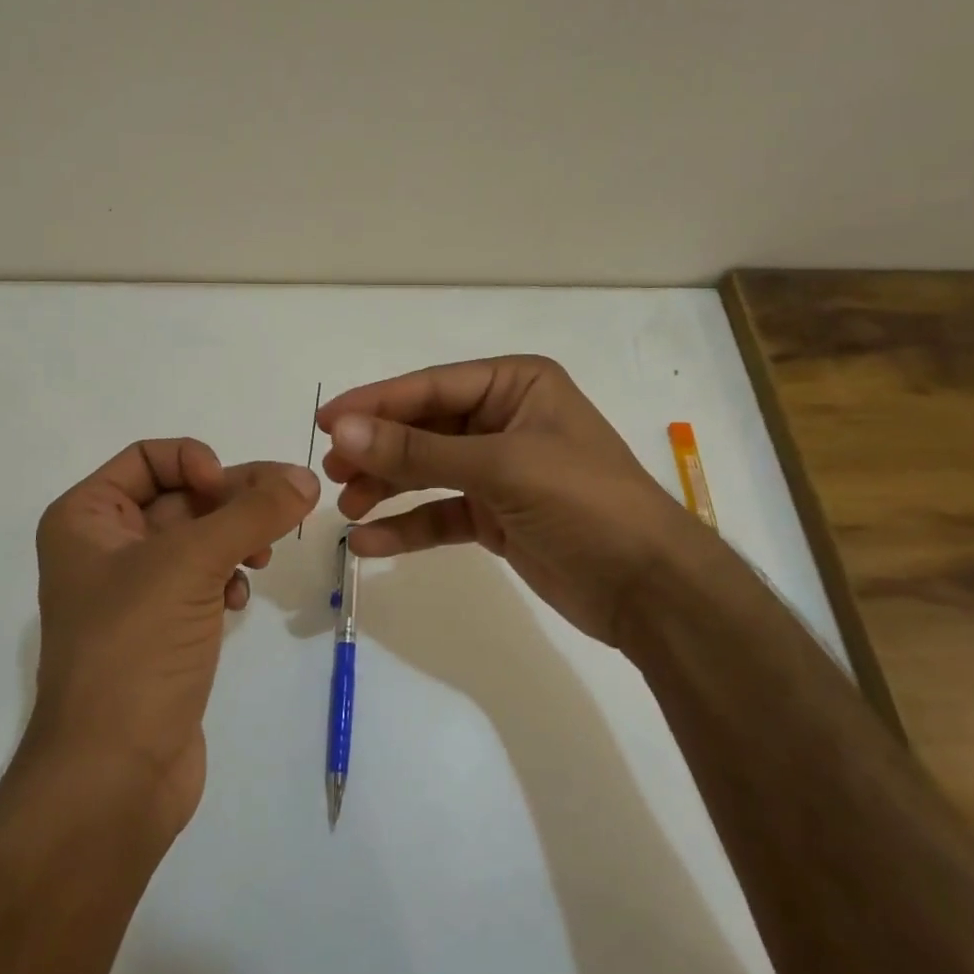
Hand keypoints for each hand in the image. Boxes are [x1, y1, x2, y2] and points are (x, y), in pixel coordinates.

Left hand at [29, 440, 319, 839]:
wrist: (113, 776)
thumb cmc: (134, 650)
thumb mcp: (190, 565)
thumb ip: (253, 513)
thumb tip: (307, 476)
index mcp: (86, 518)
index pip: (149, 457)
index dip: (195, 462)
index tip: (230, 490)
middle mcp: (105, 546)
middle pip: (182, 495)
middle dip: (233, 499)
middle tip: (288, 506)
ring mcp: (135, 591)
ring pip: (199, 538)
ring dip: (237, 537)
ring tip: (263, 557)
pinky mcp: (164, 629)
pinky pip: (204, 579)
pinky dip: (228, 577)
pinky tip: (240, 598)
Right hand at [318, 356, 698, 647]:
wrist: (650, 589)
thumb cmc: (584, 503)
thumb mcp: (500, 468)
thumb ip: (417, 452)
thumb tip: (342, 430)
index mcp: (516, 385)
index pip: (431, 387)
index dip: (375, 403)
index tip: (324, 421)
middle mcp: (505, 419)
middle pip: (424, 428)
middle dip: (377, 450)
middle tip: (329, 471)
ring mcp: (501, 469)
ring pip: (427, 471)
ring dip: (386, 487)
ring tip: (346, 507)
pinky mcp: (497, 515)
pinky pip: (441, 513)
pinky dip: (407, 526)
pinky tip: (369, 542)